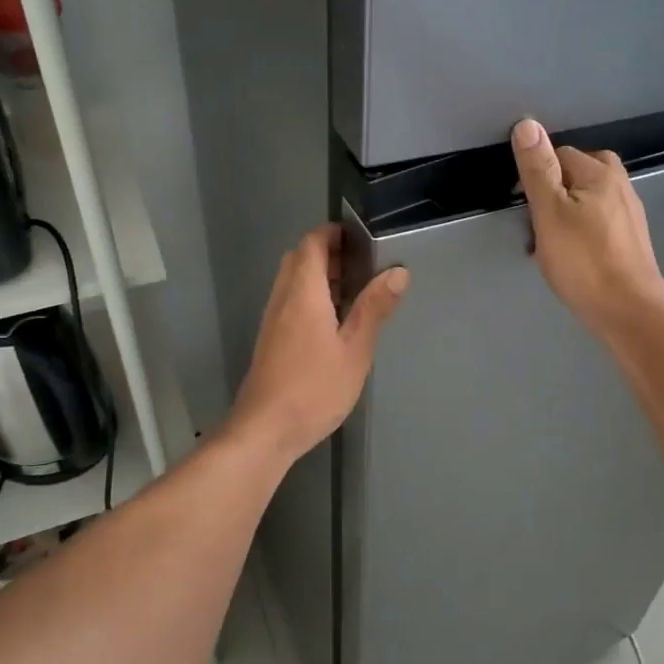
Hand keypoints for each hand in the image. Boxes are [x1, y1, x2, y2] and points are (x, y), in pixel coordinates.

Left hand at [225, 224, 409, 462]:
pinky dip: (310, 298)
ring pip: (292, 281)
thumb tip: (398, 272)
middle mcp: (282, 298)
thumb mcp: (355, 349)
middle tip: (362, 267)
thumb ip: (374, 308)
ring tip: (353, 294)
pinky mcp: (270, 340)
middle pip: (299, 259)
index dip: (333, 233)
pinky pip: (289, 302)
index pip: (312, 243)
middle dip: (328, 254)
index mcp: (303, 293)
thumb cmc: (314, 388)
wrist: (265, 430)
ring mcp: (272, 320)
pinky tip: (332, 324)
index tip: (360, 238)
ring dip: (319, 277)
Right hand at [511, 118, 663, 337]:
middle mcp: (620, 185)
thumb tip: (528, 124)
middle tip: (537, 222)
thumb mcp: (549, 213)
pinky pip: (599, 221)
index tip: (522, 206)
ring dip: (567, 212)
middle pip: (578, 173)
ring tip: (551, 242)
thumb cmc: (583, 262)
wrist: (628, 311)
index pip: (559, 155)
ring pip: (588, 198)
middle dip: (554, 191)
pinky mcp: (632, 240)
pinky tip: (574, 254)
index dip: (536, 175)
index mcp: (600, 173)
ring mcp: (630, 214)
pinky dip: (582, 230)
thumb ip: (538, 169)